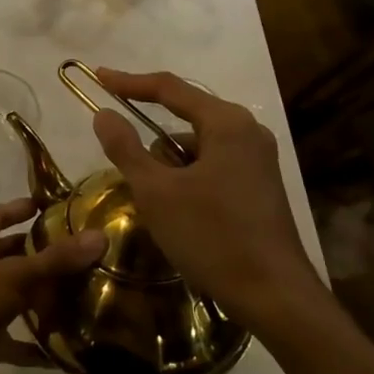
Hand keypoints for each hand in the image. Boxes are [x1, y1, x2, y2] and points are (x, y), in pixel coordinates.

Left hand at [0, 198, 105, 373]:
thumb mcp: (14, 275)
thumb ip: (56, 259)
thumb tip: (100, 236)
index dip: (18, 207)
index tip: (47, 205)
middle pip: (10, 255)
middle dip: (38, 252)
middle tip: (78, 251)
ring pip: (17, 296)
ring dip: (44, 297)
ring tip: (82, 295)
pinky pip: (19, 342)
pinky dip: (39, 345)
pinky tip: (67, 350)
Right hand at [89, 68, 327, 329]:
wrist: (275, 296)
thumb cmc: (212, 236)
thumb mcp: (156, 192)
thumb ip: (126, 148)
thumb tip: (103, 114)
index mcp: (226, 122)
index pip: (169, 88)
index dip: (129, 83)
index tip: (98, 77)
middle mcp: (247, 130)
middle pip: (185, 116)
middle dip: (151, 136)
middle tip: (121, 152)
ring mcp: (258, 158)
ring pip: (198, 145)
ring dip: (170, 164)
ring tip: (154, 200)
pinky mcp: (261, 184)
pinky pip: (213, 164)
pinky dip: (189, 177)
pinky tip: (179, 211)